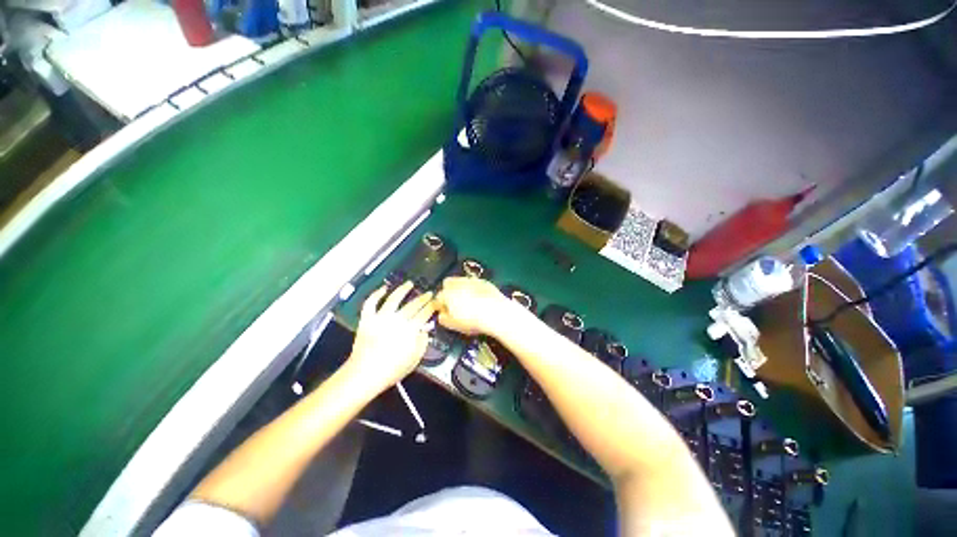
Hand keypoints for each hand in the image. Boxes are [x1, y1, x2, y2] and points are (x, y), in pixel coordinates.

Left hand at [347, 282, 435, 392]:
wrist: (364, 375)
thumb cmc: (391, 370)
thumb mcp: (414, 360)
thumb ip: (422, 343)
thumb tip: (424, 331)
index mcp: (410, 329)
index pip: (424, 313)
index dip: (432, 306)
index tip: (436, 302)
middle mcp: (397, 320)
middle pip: (413, 305)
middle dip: (423, 298)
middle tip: (428, 293)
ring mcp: (381, 318)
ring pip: (393, 298)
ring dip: (403, 290)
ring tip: (409, 284)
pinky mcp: (367, 319)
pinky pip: (371, 303)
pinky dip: (376, 294)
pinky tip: (383, 289)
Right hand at [434, 276, 511, 336]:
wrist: (496, 312)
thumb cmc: (471, 320)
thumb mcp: (454, 325)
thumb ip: (443, 319)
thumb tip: (441, 315)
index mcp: (446, 294)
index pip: (438, 297)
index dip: (440, 305)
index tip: (444, 312)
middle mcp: (457, 283)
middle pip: (448, 284)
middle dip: (448, 291)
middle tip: (454, 303)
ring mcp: (471, 280)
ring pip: (461, 281)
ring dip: (461, 288)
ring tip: (467, 300)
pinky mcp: (484, 281)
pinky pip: (474, 283)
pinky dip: (474, 288)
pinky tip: (479, 297)